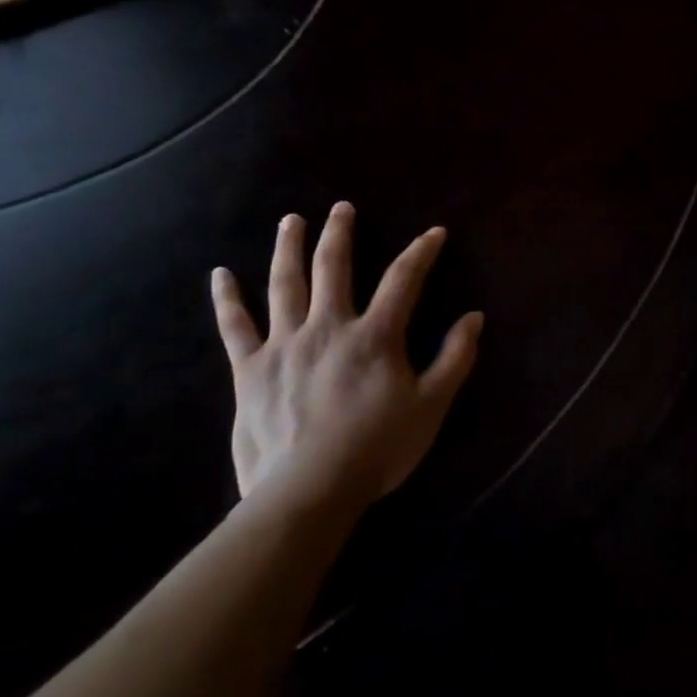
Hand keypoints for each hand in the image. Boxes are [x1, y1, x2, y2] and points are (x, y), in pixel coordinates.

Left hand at [211, 203, 483, 519]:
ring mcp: (284, 345)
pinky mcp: (250, 370)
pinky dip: (228, 300)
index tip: (434, 232)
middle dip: (340, 233)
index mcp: (375, 335)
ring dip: (288, 248)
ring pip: (285, 285)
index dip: (421, 252)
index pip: (404, 280)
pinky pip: (235, 328)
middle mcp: (328, 327)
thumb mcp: (432, 404)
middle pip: (332, 267)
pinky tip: (221, 275)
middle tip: (341, 207)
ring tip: (291, 221)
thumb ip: (455, 358)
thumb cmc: (378, 447)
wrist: (309, 489)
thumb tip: (475, 318)